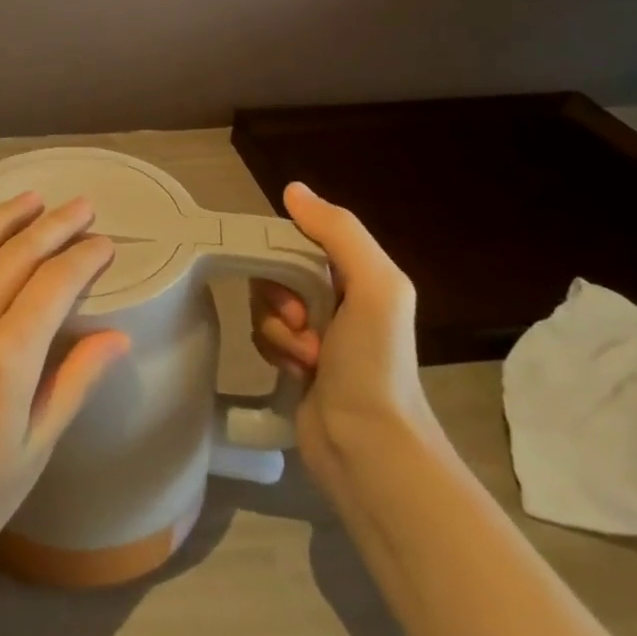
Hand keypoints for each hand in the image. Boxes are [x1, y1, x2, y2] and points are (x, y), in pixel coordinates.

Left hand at [0, 193, 129, 607]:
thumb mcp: (31, 453)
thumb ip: (73, 384)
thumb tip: (118, 337)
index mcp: (7, 358)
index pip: (55, 285)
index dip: (84, 259)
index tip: (105, 245)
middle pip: (17, 255)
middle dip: (55, 226)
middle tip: (82, 206)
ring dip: (5, 216)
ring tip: (33, 198)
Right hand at [249, 182, 436, 494]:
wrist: (368, 446)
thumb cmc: (375, 362)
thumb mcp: (374, 286)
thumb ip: (339, 232)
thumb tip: (293, 189)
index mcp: (358, 275)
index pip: (299, 238)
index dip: (283, 253)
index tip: (290, 280)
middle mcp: (336, 298)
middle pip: (275, 270)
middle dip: (279, 296)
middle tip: (302, 322)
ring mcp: (314, 332)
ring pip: (263, 304)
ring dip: (278, 330)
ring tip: (306, 358)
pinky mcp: (294, 362)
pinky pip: (262, 335)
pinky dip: (274, 350)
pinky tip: (297, 372)